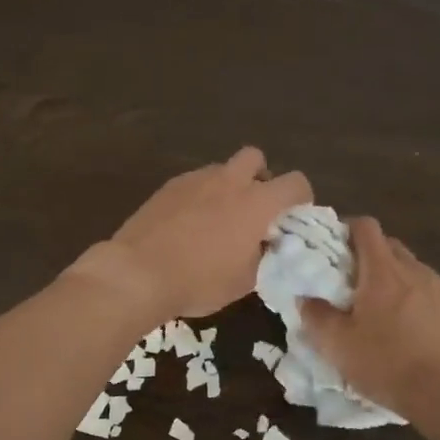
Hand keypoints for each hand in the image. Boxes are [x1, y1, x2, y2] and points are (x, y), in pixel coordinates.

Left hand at [68, 146, 312, 321]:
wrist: (138, 272)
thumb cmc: (199, 281)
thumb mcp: (244, 281)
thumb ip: (262, 256)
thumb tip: (262, 244)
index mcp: (256, 203)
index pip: (296, 183)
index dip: (301, 198)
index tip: (293, 217)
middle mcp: (229, 181)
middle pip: (256, 158)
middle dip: (261, 177)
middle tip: (254, 208)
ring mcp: (195, 180)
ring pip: (221, 169)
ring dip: (228, 186)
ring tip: (217, 219)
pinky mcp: (168, 187)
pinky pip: (194, 182)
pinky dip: (200, 196)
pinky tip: (188, 224)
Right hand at [300, 218, 439, 420]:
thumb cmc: (387, 365)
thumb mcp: (338, 346)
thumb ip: (316, 317)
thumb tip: (305, 298)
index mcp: (383, 272)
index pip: (366, 228)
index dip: (350, 229)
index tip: (337, 246)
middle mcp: (417, 271)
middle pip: (392, 248)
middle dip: (373, 258)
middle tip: (357, 287)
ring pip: (417, 273)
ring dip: (400, 284)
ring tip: (390, 316)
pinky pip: (439, 297)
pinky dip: (425, 305)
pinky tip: (420, 334)